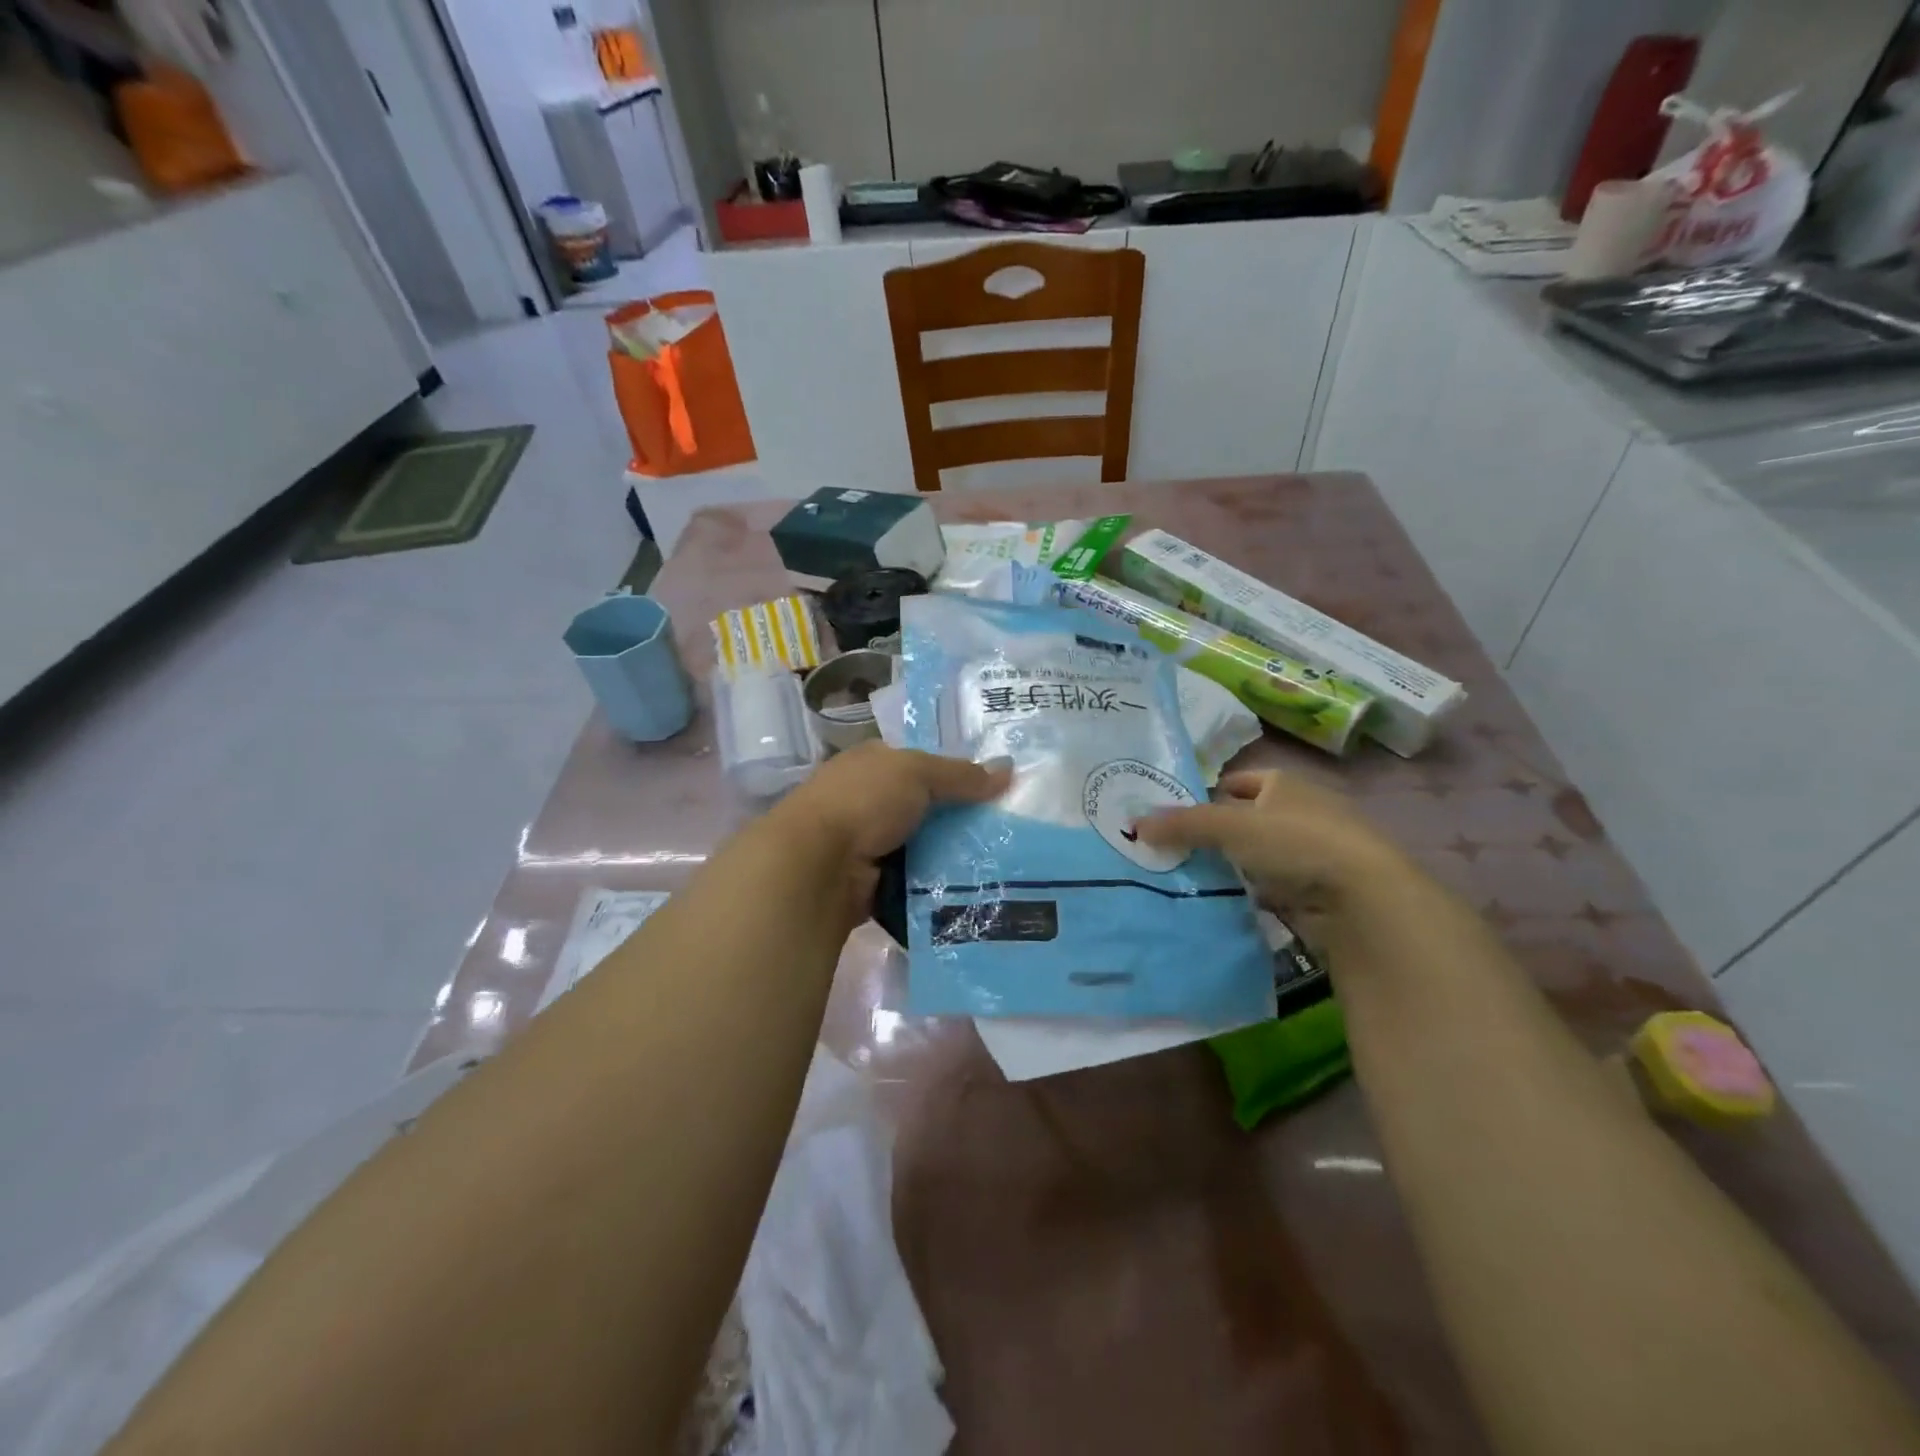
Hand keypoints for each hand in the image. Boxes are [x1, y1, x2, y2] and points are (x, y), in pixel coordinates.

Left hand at [771, 744, 1011, 928]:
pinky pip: (911, 881)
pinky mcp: (868, 882)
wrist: (816, 864)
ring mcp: (865, 842)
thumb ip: (962, 774)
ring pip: (920, 846)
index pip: (919, 764)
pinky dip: (931, 885)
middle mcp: (866, 799)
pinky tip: (966, 890)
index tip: (993, 791)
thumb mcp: (918, 773)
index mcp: (871, 763)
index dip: (953, 774)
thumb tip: (1009, 769)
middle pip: (923, 807)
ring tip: (997, 865)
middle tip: (1005, 833)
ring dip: (947, 856)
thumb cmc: (864, 802)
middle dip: (957, 819)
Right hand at [1134, 770, 1425, 942]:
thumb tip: (1133, 823)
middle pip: (1246, 819)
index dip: (1208, 794)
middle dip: (1214, 834)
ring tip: (1188, 879)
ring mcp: (1312, 852)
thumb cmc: (1296, 842)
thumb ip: (1183, 824)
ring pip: (1257, 856)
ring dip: (1231, 867)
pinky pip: (1272, 888)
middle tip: (1172, 850)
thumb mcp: (1230, 827)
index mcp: (1284, 783)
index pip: (1239, 782)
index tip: (1176, 815)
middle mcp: (1300, 811)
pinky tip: (1223, 904)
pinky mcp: (1318, 890)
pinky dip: (1251, 894)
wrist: (1364, 898)